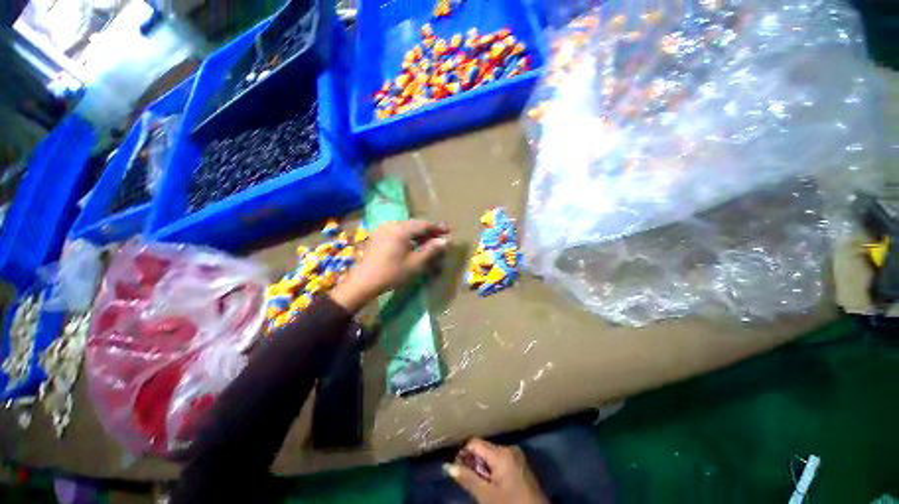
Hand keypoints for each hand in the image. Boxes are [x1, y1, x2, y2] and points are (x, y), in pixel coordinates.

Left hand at [330, 220, 449, 311]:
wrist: (363, 282)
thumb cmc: (392, 273)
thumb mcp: (415, 263)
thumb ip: (431, 250)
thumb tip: (446, 241)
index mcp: (401, 229)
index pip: (424, 224)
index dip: (437, 227)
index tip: (449, 230)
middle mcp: (392, 225)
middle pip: (414, 224)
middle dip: (429, 230)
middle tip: (441, 236)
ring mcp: (383, 230)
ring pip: (406, 228)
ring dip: (419, 233)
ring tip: (430, 240)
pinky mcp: (378, 236)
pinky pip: (398, 231)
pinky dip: (408, 235)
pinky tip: (413, 243)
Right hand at [445, 438, 548, 503]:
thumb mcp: (487, 495)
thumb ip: (468, 479)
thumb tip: (448, 466)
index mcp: (501, 452)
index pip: (474, 443)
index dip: (463, 454)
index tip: (457, 470)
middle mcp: (509, 448)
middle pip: (483, 449)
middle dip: (474, 463)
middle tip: (469, 482)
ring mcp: (516, 456)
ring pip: (491, 456)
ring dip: (483, 468)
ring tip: (481, 485)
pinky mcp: (520, 465)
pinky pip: (500, 461)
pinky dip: (492, 471)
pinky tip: (493, 485)